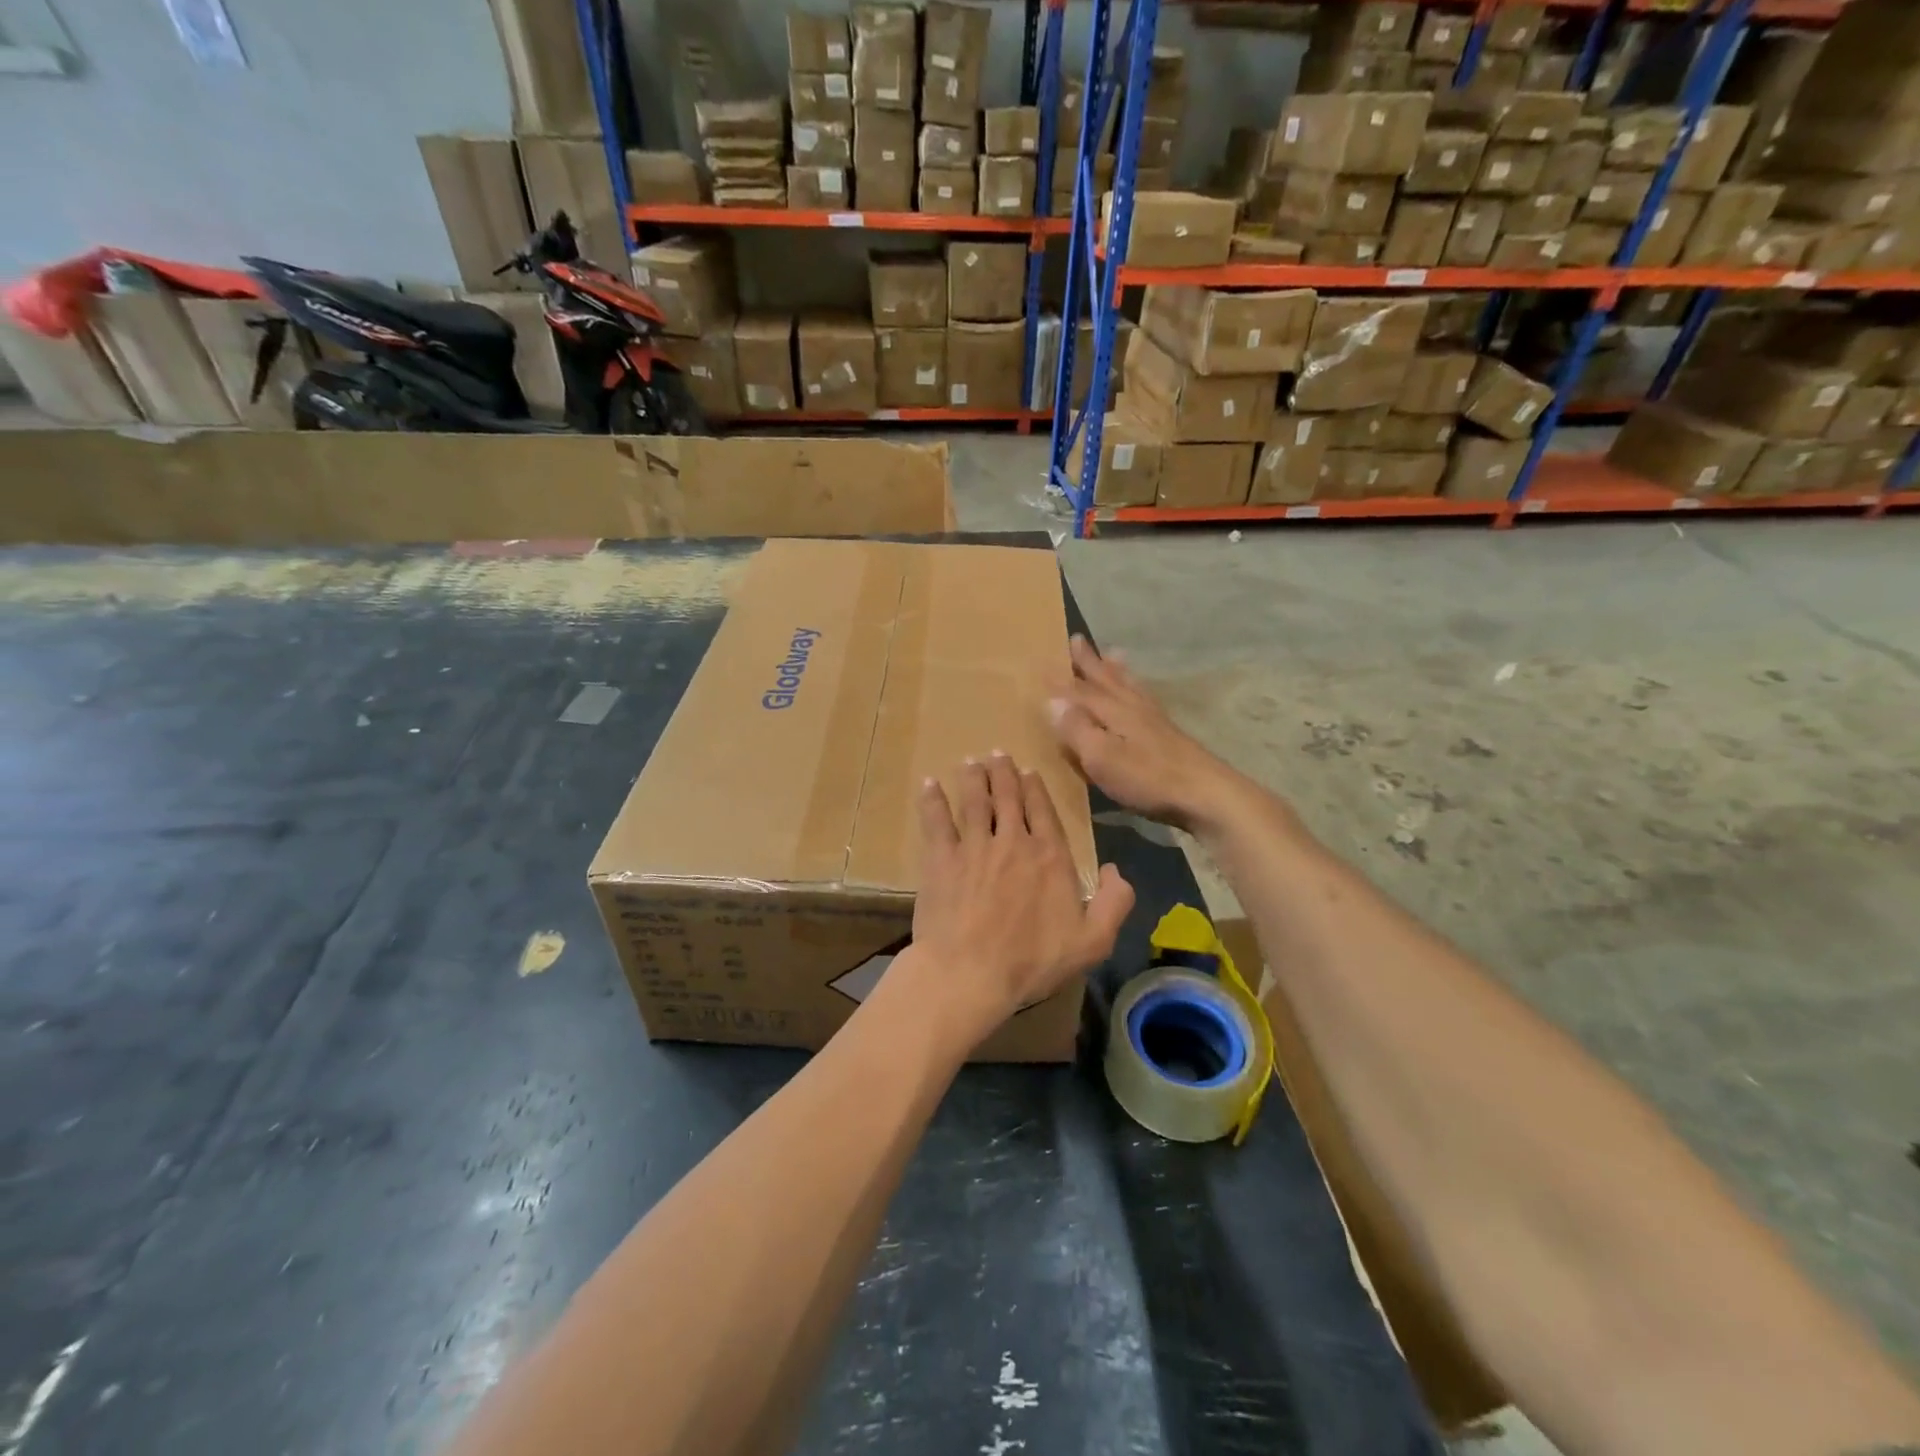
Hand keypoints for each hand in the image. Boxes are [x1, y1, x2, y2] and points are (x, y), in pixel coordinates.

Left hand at [901, 753, 1133, 1046]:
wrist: (971, 973)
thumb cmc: (1032, 961)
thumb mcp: (1092, 942)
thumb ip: (1115, 903)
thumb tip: (1119, 870)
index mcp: (1050, 857)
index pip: (1044, 812)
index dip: (1036, 789)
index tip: (1028, 771)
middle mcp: (1013, 842)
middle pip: (1008, 798)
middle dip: (1004, 773)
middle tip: (997, 754)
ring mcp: (974, 847)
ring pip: (975, 801)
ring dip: (973, 778)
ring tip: (971, 762)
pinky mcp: (941, 859)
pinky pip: (936, 821)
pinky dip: (933, 799)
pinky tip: (929, 783)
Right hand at [1047, 636, 1242, 832]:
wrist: (1205, 793)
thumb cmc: (1147, 778)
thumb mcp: (1102, 757)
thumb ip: (1077, 729)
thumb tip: (1052, 701)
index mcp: (1113, 711)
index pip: (1080, 691)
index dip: (1060, 681)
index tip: (1043, 663)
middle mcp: (1132, 707)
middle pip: (1107, 680)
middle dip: (1090, 662)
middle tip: (1078, 639)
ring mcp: (1153, 720)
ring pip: (1129, 686)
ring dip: (1116, 670)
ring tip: (1112, 653)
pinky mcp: (1168, 734)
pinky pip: (1146, 698)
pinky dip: (1138, 688)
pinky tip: (1141, 694)